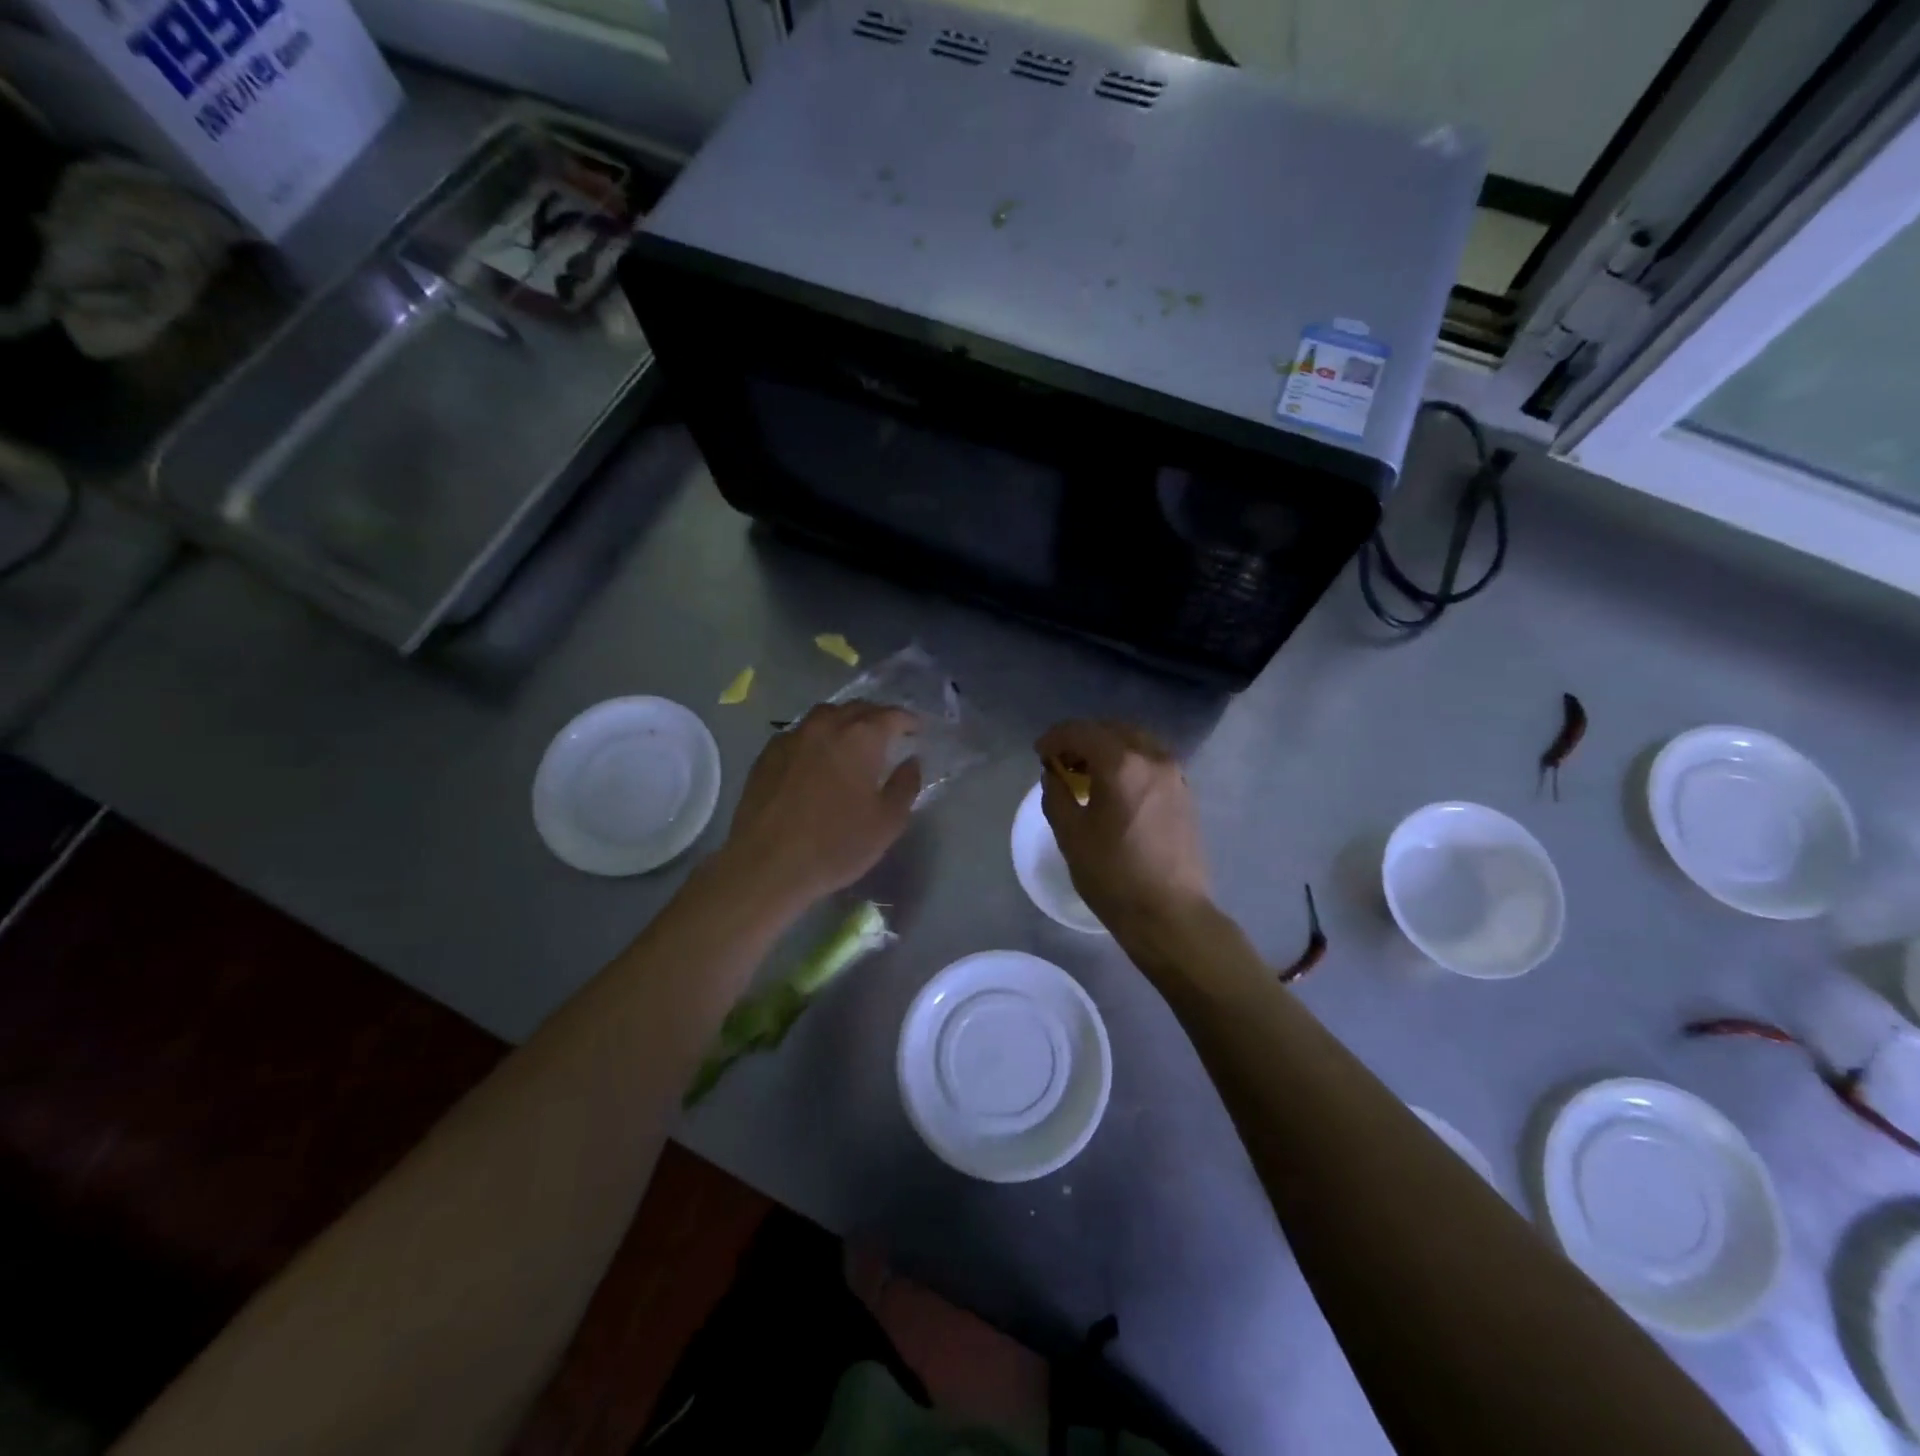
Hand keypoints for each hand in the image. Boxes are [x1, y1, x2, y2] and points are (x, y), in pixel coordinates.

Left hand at [718, 702, 921, 911]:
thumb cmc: (836, 845)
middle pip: (857, 708)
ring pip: (825, 716)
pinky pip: (800, 733)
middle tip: (888, 734)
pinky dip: (817, 738)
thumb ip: (905, 785)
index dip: (908, 720)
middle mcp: (825, 726)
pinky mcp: (767, 753)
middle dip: (877, 717)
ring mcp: (792, 737)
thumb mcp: (887, 822)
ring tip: (853, 741)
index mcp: (860, 738)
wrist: (767, 865)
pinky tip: (817, 759)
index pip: (891, 715)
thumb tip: (911, 762)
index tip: (917, 730)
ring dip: (844, 722)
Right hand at [1036, 720, 1211, 936]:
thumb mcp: (1070, 835)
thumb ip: (1056, 795)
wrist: (1170, 913)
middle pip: (1111, 730)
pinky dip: (1129, 761)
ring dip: (1107, 748)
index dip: (1055, 738)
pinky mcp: (1185, 793)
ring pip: (1136, 742)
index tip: (1039, 754)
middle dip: (1082, 739)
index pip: (1082, 732)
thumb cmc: (1113, 875)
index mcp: (1122, 764)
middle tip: (1060, 761)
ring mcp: (1174, 774)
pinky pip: (1151, 761)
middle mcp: (1153, 758)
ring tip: (1087, 772)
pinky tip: (1115, 787)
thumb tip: (1054, 775)